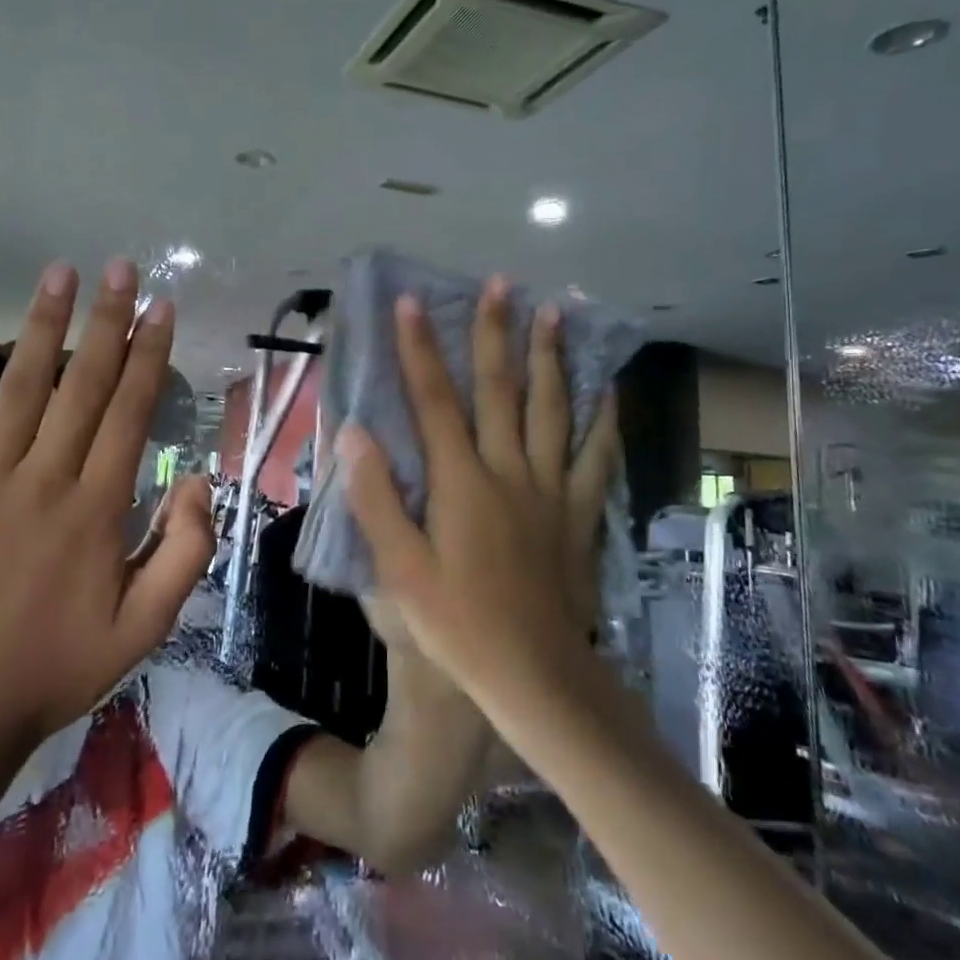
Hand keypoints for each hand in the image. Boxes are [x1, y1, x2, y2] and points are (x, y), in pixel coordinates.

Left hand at [0, 259, 213, 758]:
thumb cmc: (50, 672)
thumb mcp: (142, 631)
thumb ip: (184, 554)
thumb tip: (199, 481)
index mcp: (97, 510)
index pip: (131, 412)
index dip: (150, 355)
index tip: (162, 308)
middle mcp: (42, 480)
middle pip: (83, 385)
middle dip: (107, 321)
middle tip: (122, 268)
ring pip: (20, 388)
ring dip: (44, 326)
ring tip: (62, 273)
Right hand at [337, 276, 619, 705]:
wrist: (535, 675)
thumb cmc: (458, 624)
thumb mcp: (400, 570)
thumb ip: (376, 498)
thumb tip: (353, 432)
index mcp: (461, 482)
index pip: (434, 400)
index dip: (418, 349)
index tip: (409, 303)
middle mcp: (508, 471)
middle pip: (500, 389)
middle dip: (494, 333)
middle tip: (500, 284)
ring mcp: (550, 489)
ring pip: (551, 409)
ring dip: (549, 357)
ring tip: (554, 312)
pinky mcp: (578, 512)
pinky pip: (595, 456)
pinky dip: (602, 419)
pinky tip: (606, 389)